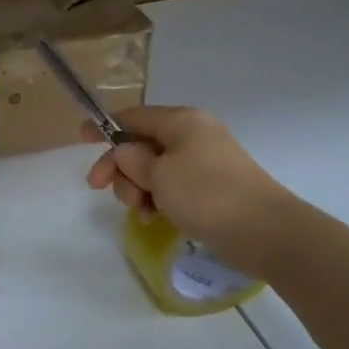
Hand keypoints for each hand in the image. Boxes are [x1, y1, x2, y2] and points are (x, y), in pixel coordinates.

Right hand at [85, 106, 297, 274]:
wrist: (267, 232)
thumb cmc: (207, 195)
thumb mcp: (158, 174)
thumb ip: (132, 160)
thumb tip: (124, 152)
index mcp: (181, 121)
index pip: (133, 116)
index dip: (105, 127)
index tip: (81, 140)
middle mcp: (194, 134)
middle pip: (142, 144)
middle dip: (121, 168)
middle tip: (106, 192)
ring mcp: (205, 161)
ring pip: (155, 168)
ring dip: (139, 187)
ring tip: (142, 212)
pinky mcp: (213, 187)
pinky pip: (173, 185)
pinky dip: (159, 198)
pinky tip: (155, 218)